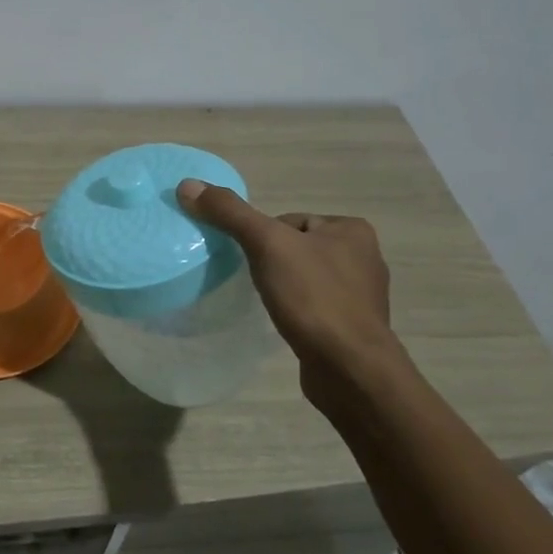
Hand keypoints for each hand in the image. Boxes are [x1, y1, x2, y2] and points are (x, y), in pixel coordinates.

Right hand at [177, 179, 398, 391]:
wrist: (349, 368)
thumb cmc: (313, 298)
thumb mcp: (266, 244)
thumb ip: (229, 213)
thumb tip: (187, 185)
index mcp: (352, 230)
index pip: (289, 221)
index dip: (262, 238)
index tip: (251, 260)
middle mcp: (364, 257)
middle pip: (295, 248)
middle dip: (272, 263)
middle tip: (255, 282)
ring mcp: (361, 296)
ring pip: (305, 278)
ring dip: (284, 288)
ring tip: (269, 304)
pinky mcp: (353, 327)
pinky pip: (314, 307)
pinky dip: (297, 312)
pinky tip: (285, 323)